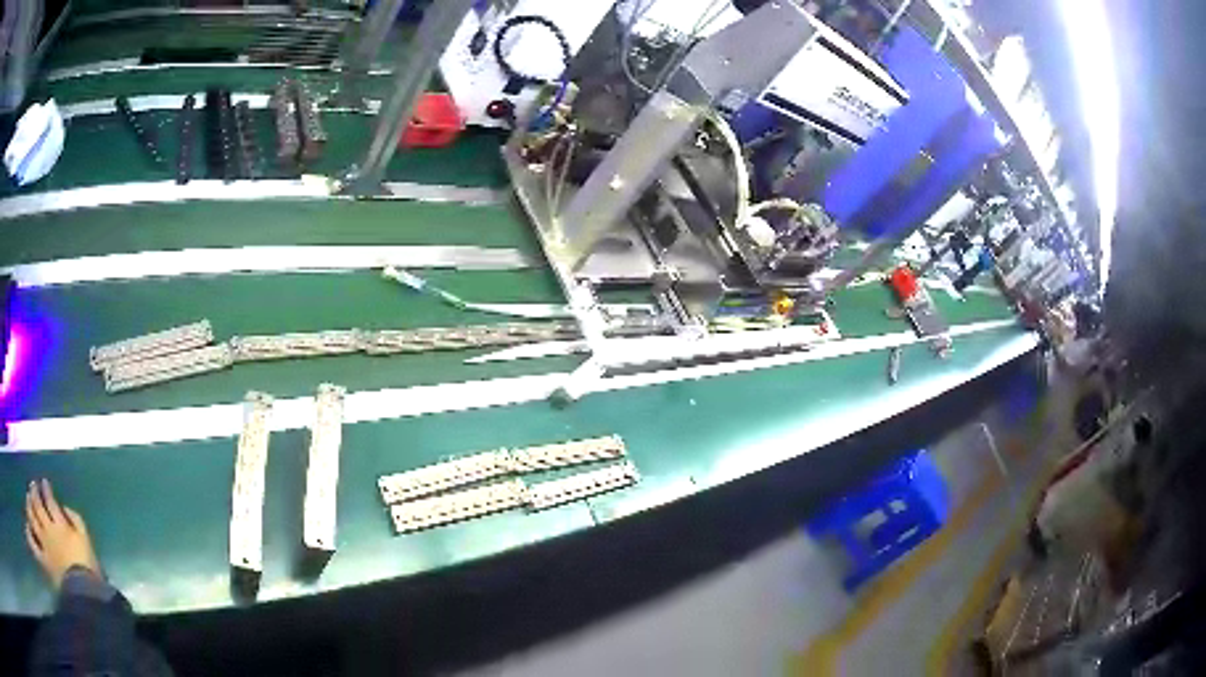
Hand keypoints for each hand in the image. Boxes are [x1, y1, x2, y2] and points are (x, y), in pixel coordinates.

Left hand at [25, 479, 101, 589]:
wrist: (86, 595)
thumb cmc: (88, 568)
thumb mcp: (86, 541)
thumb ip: (75, 520)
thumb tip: (64, 508)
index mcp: (60, 524)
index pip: (49, 499)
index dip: (46, 489)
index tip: (44, 484)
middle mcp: (48, 529)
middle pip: (37, 504)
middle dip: (34, 492)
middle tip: (33, 486)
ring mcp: (44, 544)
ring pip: (32, 517)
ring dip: (29, 505)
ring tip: (28, 499)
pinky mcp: (44, 558)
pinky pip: (35, 545)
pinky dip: (30, 534)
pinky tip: (28, 527)